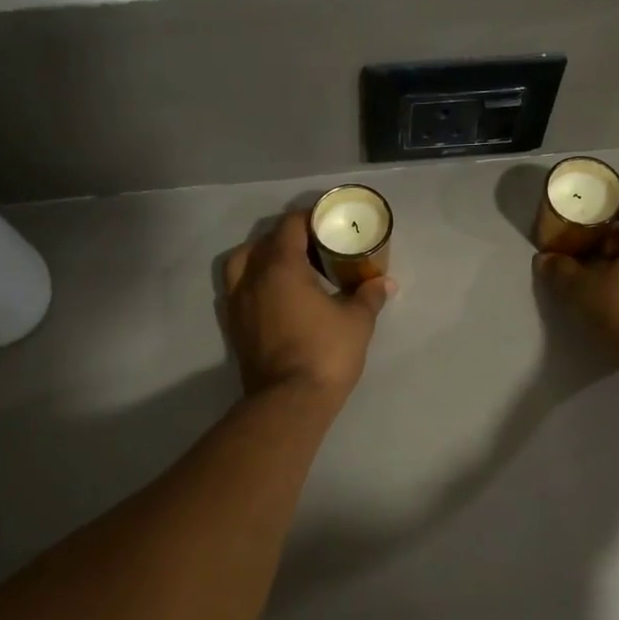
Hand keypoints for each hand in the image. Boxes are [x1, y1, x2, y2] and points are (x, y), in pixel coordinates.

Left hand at [222, 211, 392, 400]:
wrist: (289, 402)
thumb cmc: (325, 353)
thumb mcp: (357, 322)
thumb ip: (369, 295)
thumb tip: (384, 282)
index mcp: (280, 266)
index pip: (289, 225)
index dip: (309, 217)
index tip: (328, 221)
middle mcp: (251, 278)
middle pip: (263, 241)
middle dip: (288, 237)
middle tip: (315, 246)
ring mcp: (237, 303)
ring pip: (241, 263)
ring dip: (262, 257)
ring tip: (288, 267)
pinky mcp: (234, 327)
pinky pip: (237, 290)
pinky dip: (253, 282)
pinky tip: (274, 296)